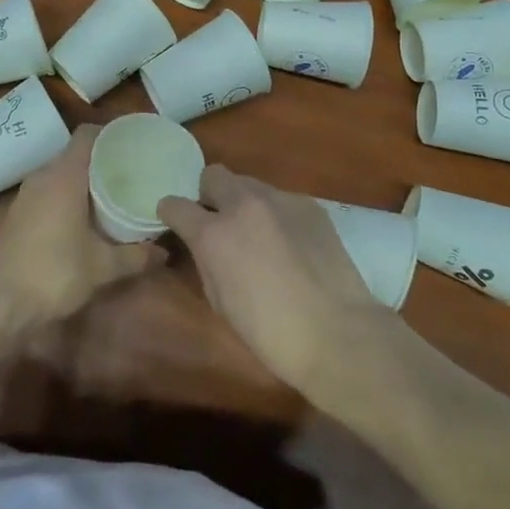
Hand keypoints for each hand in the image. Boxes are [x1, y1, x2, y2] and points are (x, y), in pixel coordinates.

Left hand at [0, 125, 161, 327]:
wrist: (0, 304)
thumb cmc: (54, 274)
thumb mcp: (102, 267)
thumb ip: (135, 256)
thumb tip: (164, 252)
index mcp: (64, 177)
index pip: (86, 135)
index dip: (110, 134)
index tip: (134, 144)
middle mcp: (43, 177)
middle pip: (76, 153)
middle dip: (103, 159)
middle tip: (132, 171)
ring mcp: (27, 194)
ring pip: (61, 173)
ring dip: (85, 179)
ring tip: (114, 191)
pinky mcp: (19, 212)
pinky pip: (49, 190)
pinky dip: (69, 194)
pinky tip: (87, 214)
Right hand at [159, 167, 390, 395]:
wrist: (338, 333)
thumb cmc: (270, 332)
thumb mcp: (220, 301)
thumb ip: (207, 261)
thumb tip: (208, 247)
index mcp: (213, 234)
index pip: (175, 204)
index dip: (171, 213)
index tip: (177, 222)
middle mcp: (243, 205)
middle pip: (213, 175)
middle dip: (209, 195)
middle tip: (221, 223)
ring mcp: (280, 200)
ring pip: (249, 184)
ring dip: (245, 203)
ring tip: (260, 234)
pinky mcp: (310, 205)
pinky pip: (281, 199)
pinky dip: (277, 214)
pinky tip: (291, 243)